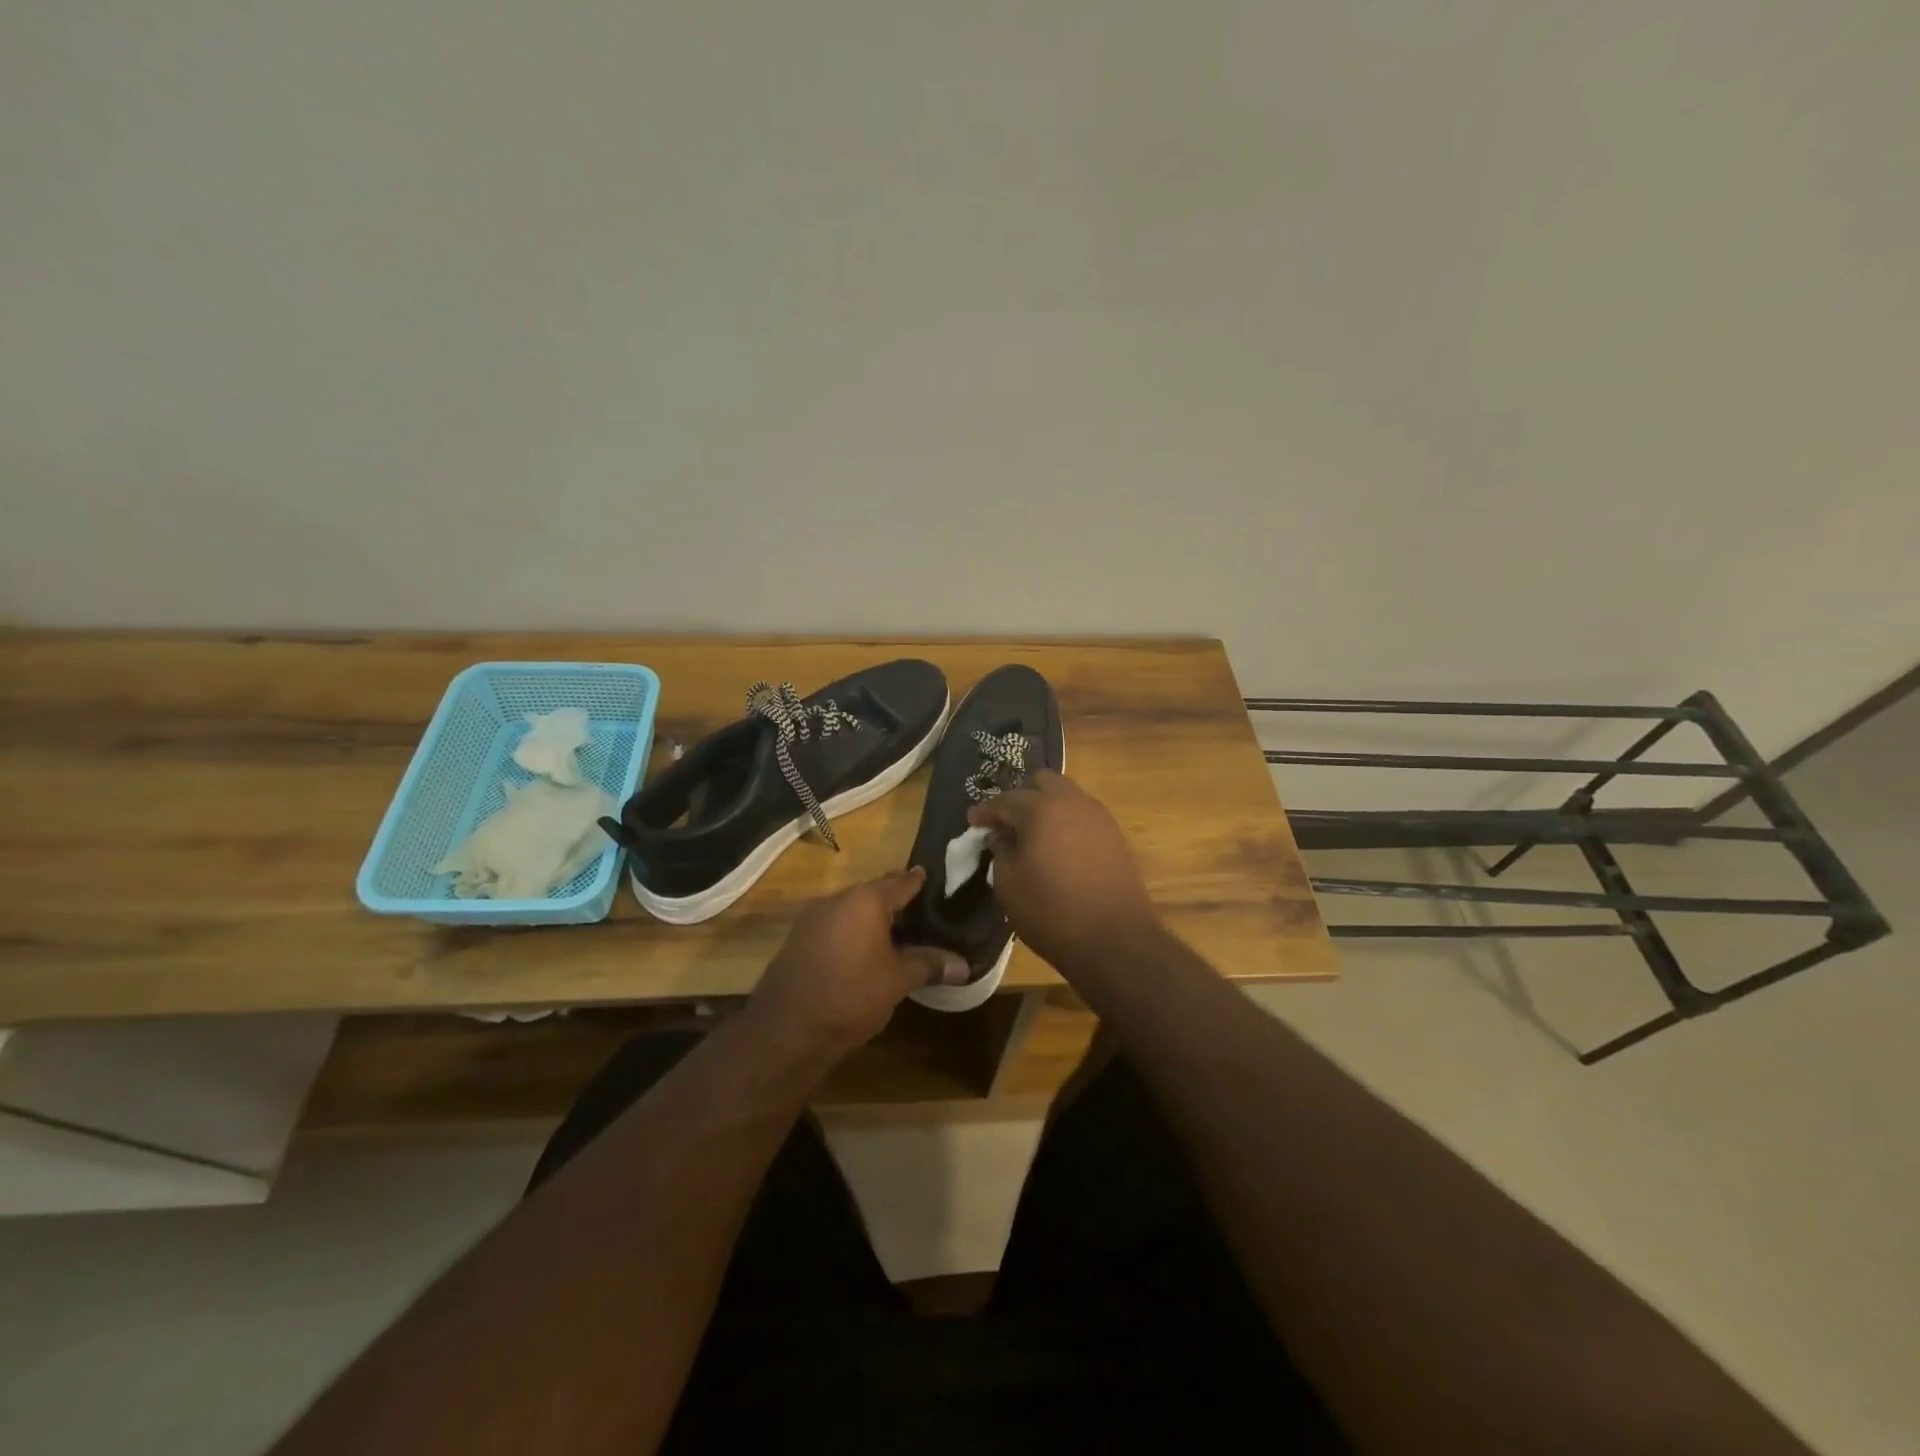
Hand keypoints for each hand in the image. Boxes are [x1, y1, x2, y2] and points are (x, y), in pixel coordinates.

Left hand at [746, 868, 968, 1059]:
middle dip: (894, 901)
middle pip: (873, 893)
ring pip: (850, 911)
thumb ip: (929, 965)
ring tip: (895, 932)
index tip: (930, 876)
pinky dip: (851, 933)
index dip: (917, 880)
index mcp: (865, 900)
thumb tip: (964, 965)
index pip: (900, 882)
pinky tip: (862, 951)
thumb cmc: (851, 995)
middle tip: (920, 910)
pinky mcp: (797, 940)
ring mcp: (812, 919)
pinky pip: (833, 927)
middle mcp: (836, 900)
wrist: (787, 1029)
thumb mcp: (898, 980)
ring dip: (870, 919)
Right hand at [967, 770, 1161, 972]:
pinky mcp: (1115, 836)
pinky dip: (1066, 822)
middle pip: (1042, 782)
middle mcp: (1072, 802)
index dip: (986, 811)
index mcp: (1041, 809)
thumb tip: (1001, 836)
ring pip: (1067, 796)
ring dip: (1046, 807)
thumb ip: (1000, 851)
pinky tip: (1057, 847)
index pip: (1005, 800)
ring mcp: (1098, 817)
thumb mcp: (1009, 884)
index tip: (973, 822)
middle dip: (1020, 797)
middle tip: (1006, 822)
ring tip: (1032, 834)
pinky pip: (1083, 816)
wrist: (1115, 940)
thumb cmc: (1051, 911)